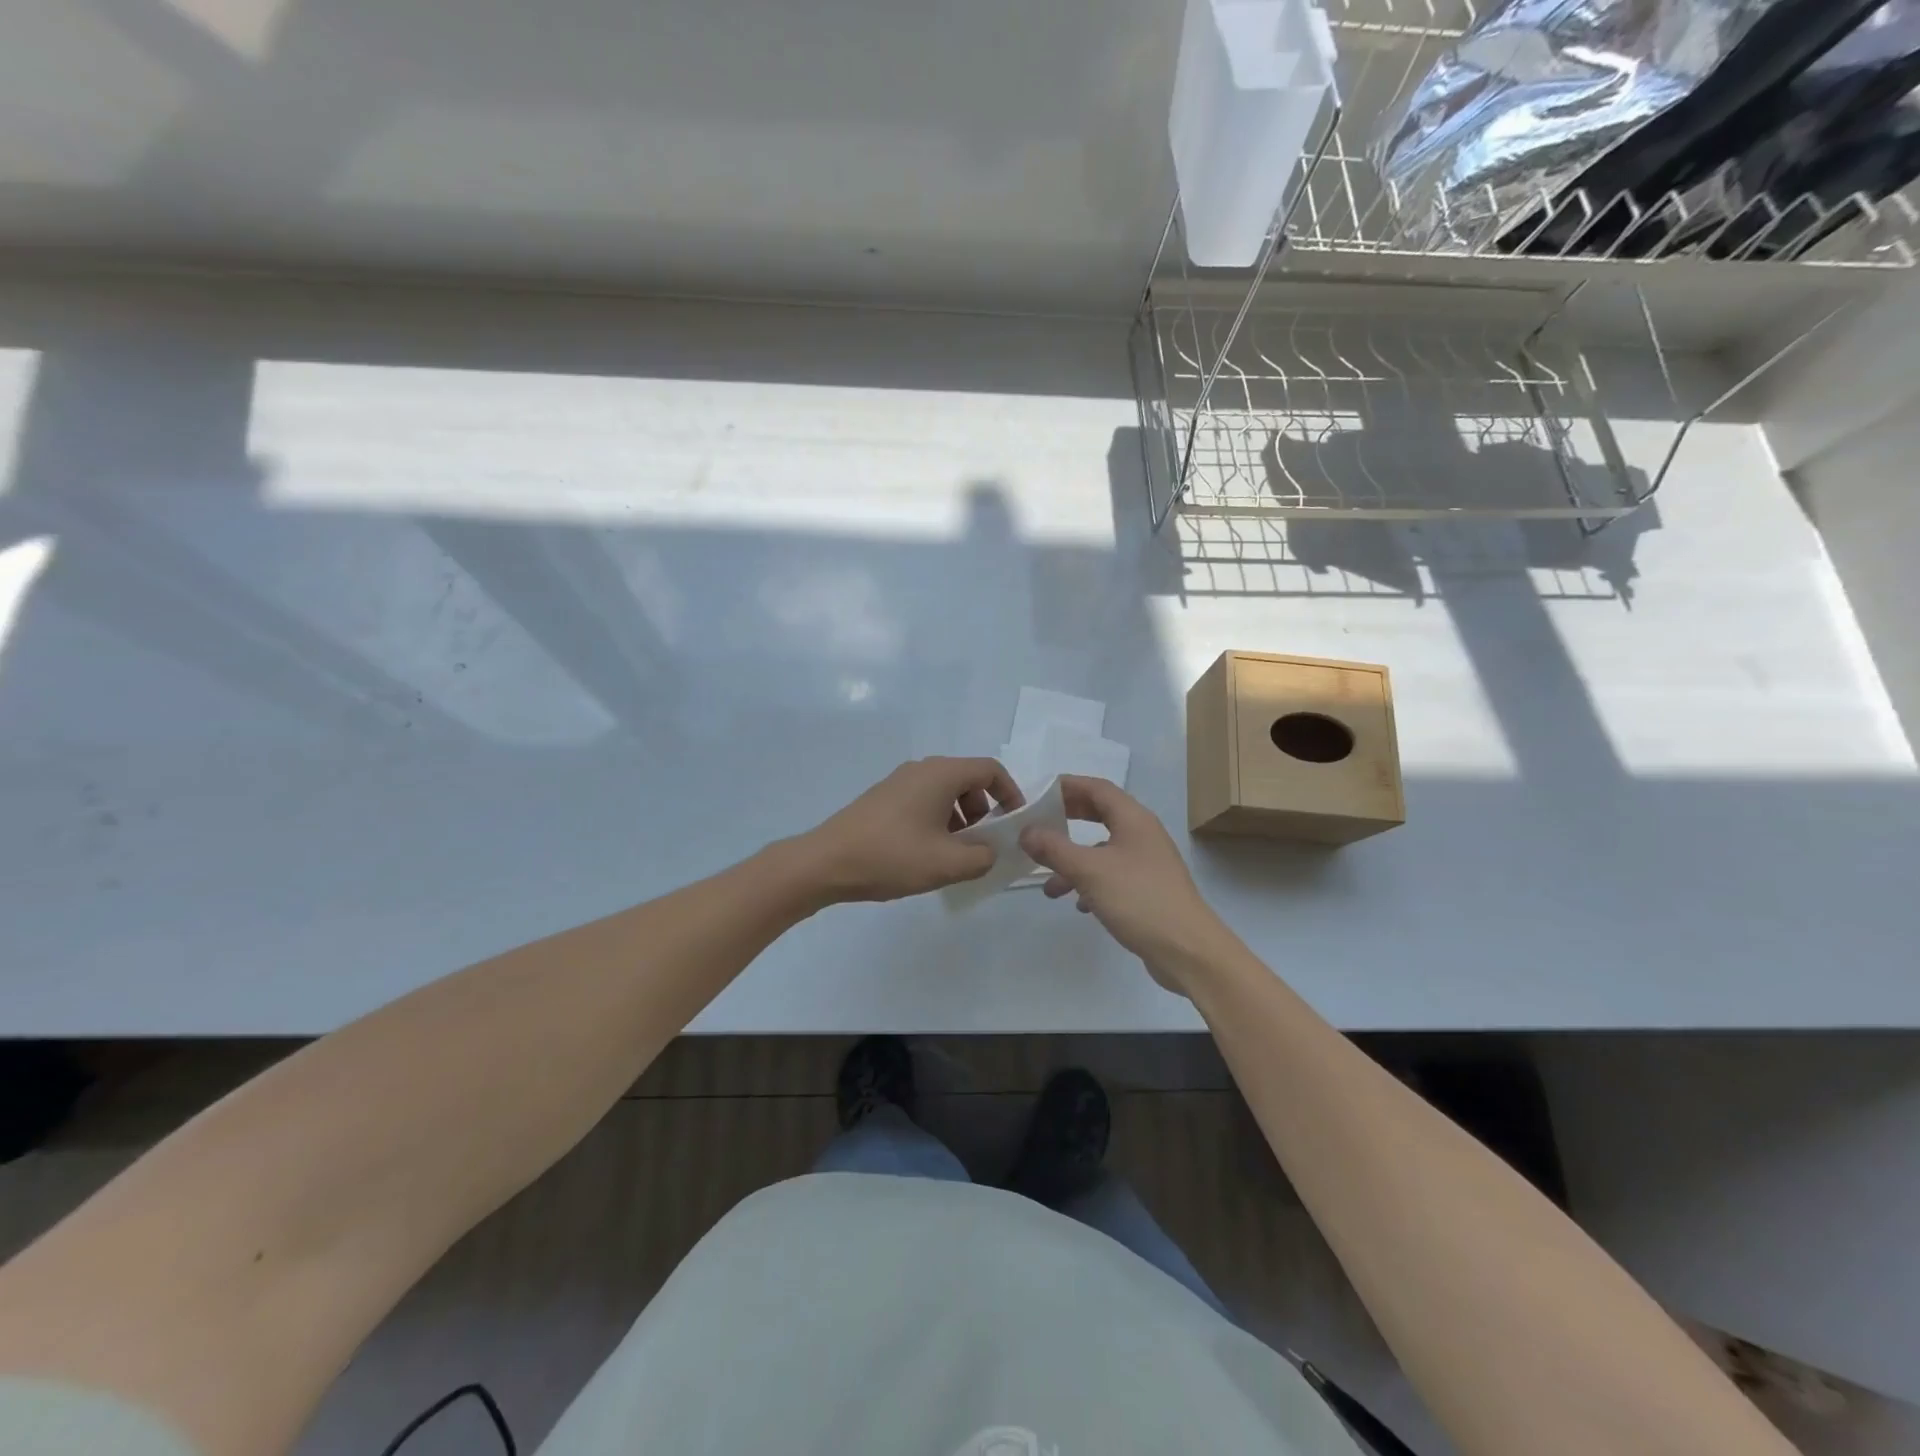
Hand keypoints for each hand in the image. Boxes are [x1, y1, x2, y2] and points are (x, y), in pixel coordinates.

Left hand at [801, 757, 1023, 903]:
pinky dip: (938, 822)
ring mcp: (899, 782)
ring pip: (945, 793)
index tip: (1016, 826)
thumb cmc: (891, 856)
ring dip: (961, 820)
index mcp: (941, 774)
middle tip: (985, 846)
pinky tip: (927, 854)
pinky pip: (924, 801)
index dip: (1011, 795)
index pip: (990, 771)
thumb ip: (983, 857)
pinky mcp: (883, 798)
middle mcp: (922, 769)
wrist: (825, 863)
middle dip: (985, 812)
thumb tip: (991, 851)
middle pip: (969, 780)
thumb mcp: (947, 864)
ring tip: (956, 856)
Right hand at [1019, 776, 1228, 993]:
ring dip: (1074, 860)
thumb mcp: (1089, 871)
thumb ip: (1054, 849)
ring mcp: (1148, 864)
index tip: (1038, 794)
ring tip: (1048, 884)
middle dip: (1068, 818)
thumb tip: (1026, 831)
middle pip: (1101, 815)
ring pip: (1103, 851)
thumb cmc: (1139, 899)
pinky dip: (1090, 884)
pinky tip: (1078, 905)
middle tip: (1039, 824)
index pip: (1097, 788)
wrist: (1188, 950)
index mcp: (1134, 819)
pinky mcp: (1148, 891)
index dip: (1068, 786)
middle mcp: (1143, 835)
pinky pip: (1112, 876)